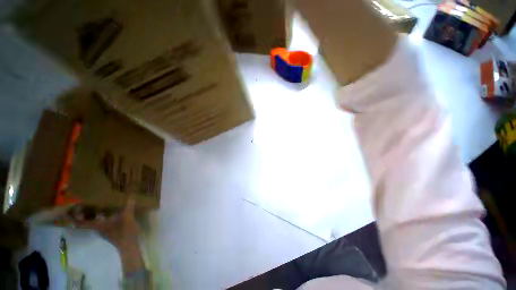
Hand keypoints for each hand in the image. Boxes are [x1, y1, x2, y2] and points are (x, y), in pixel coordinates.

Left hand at [72, 196, 144, 272]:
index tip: (68, 210)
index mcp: (97, 225)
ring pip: (93, 221)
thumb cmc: (124, 232)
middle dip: (83, 212)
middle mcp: (97, 227)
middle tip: (83, 202)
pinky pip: (101, 222)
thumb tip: (131, 194)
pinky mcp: (109, 230)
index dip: (72, 217)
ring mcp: (103, 230)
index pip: (80, 222)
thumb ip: (128, 206)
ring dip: (92, 214)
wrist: (129, 245)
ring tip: (96, 204)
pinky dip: (101, 216)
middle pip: (86, 220)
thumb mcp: (127, 217)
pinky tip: (108, 211)